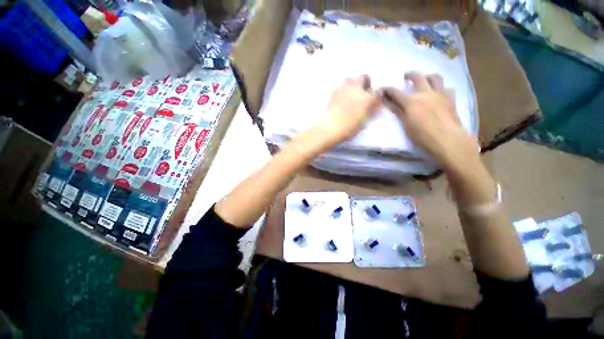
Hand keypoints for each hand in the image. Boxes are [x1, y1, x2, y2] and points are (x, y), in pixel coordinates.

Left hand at [312, 75, 380, 148]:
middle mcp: (356, 89)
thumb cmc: (348, 129)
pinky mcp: (332, 92)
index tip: (374, 102)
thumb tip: (373, 107)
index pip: (377, 92)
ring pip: (350, 79)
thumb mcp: (363, 123)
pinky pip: (339, 86)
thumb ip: (370, 113)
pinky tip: (339, 99)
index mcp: (367, 98)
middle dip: (365, 83)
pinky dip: (341, 90)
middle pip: (364, 77)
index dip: (376, 97)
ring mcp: (343, 89)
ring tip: (350, 94)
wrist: (329, 128)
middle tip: (362, 93)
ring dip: (352, 84)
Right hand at [382, 72, 479, 173]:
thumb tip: (387, 101)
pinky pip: (446, 88)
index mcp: (412, 101)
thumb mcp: (405, 124)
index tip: (382, 89)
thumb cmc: (422, 135)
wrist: (447, 139)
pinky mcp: (451, 98)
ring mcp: (440, 94)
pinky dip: (441, 88)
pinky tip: (438, 94)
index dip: (387, 89)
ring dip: (427, 76)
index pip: (395, 92)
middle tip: (405, 77)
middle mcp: (426, 93)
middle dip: (409, 74)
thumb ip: (397, 110)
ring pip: (435, 77)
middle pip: (417, 76)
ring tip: (423, 81)